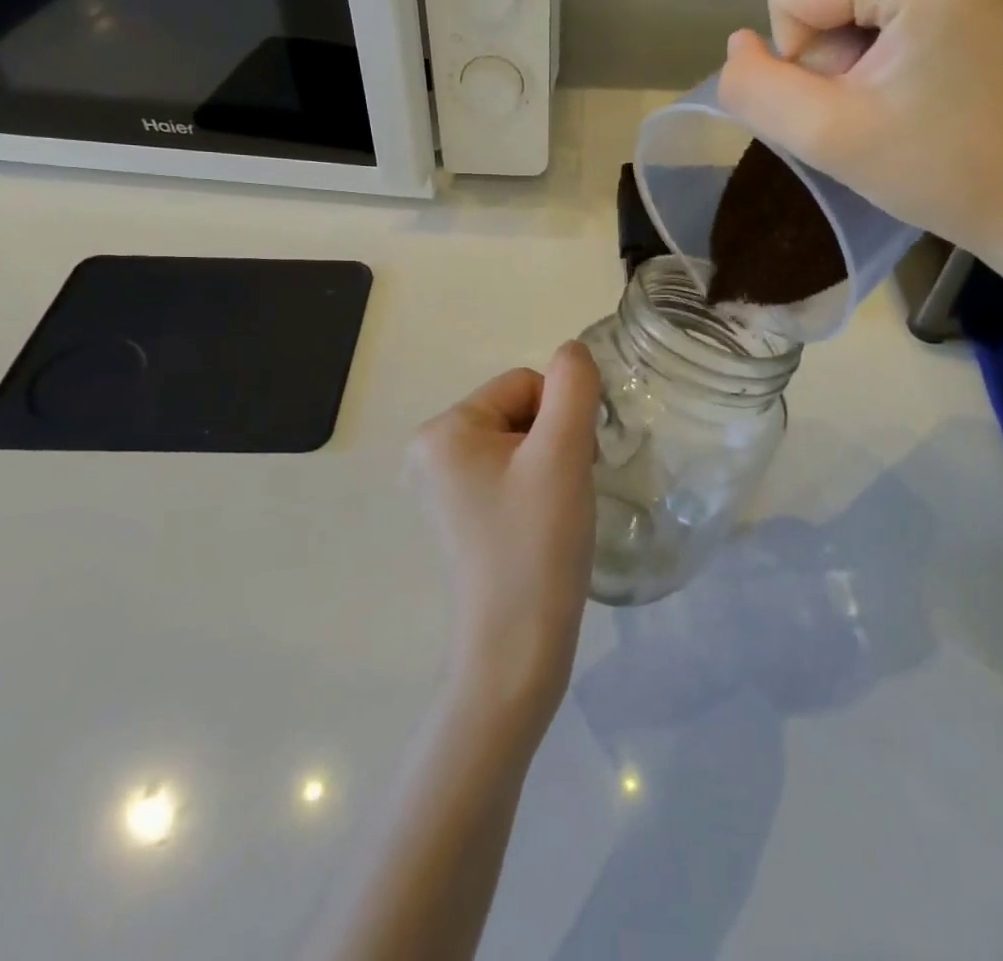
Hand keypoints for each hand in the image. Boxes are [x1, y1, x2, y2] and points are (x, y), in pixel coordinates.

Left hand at [408, 343, 602, 722]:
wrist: (516, 651)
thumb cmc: (537, 545)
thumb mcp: (562, 453)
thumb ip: (573, 386)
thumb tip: (572, 351)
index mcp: (443, 430)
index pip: (524, 383)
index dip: (561, 417)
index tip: (569, 466)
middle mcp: (429, 451)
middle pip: (520, 410)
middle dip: (554, 440)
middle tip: (564, 491)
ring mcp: (441, 486)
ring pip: (520, 441)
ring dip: (550, 464)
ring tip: (554, 511)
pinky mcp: (458, 514)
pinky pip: (509, 472)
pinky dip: (536, 487)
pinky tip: (541, 523)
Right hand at [716, 0, 1002, 254]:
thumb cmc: (939, 173)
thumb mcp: (826, 139)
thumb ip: (755, 89)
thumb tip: (739, 45)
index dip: (799, 53)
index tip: (849, 100)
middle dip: (828, 27)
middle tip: (872, 88)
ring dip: (853, 11)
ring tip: (892, 69)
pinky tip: (911, 46)